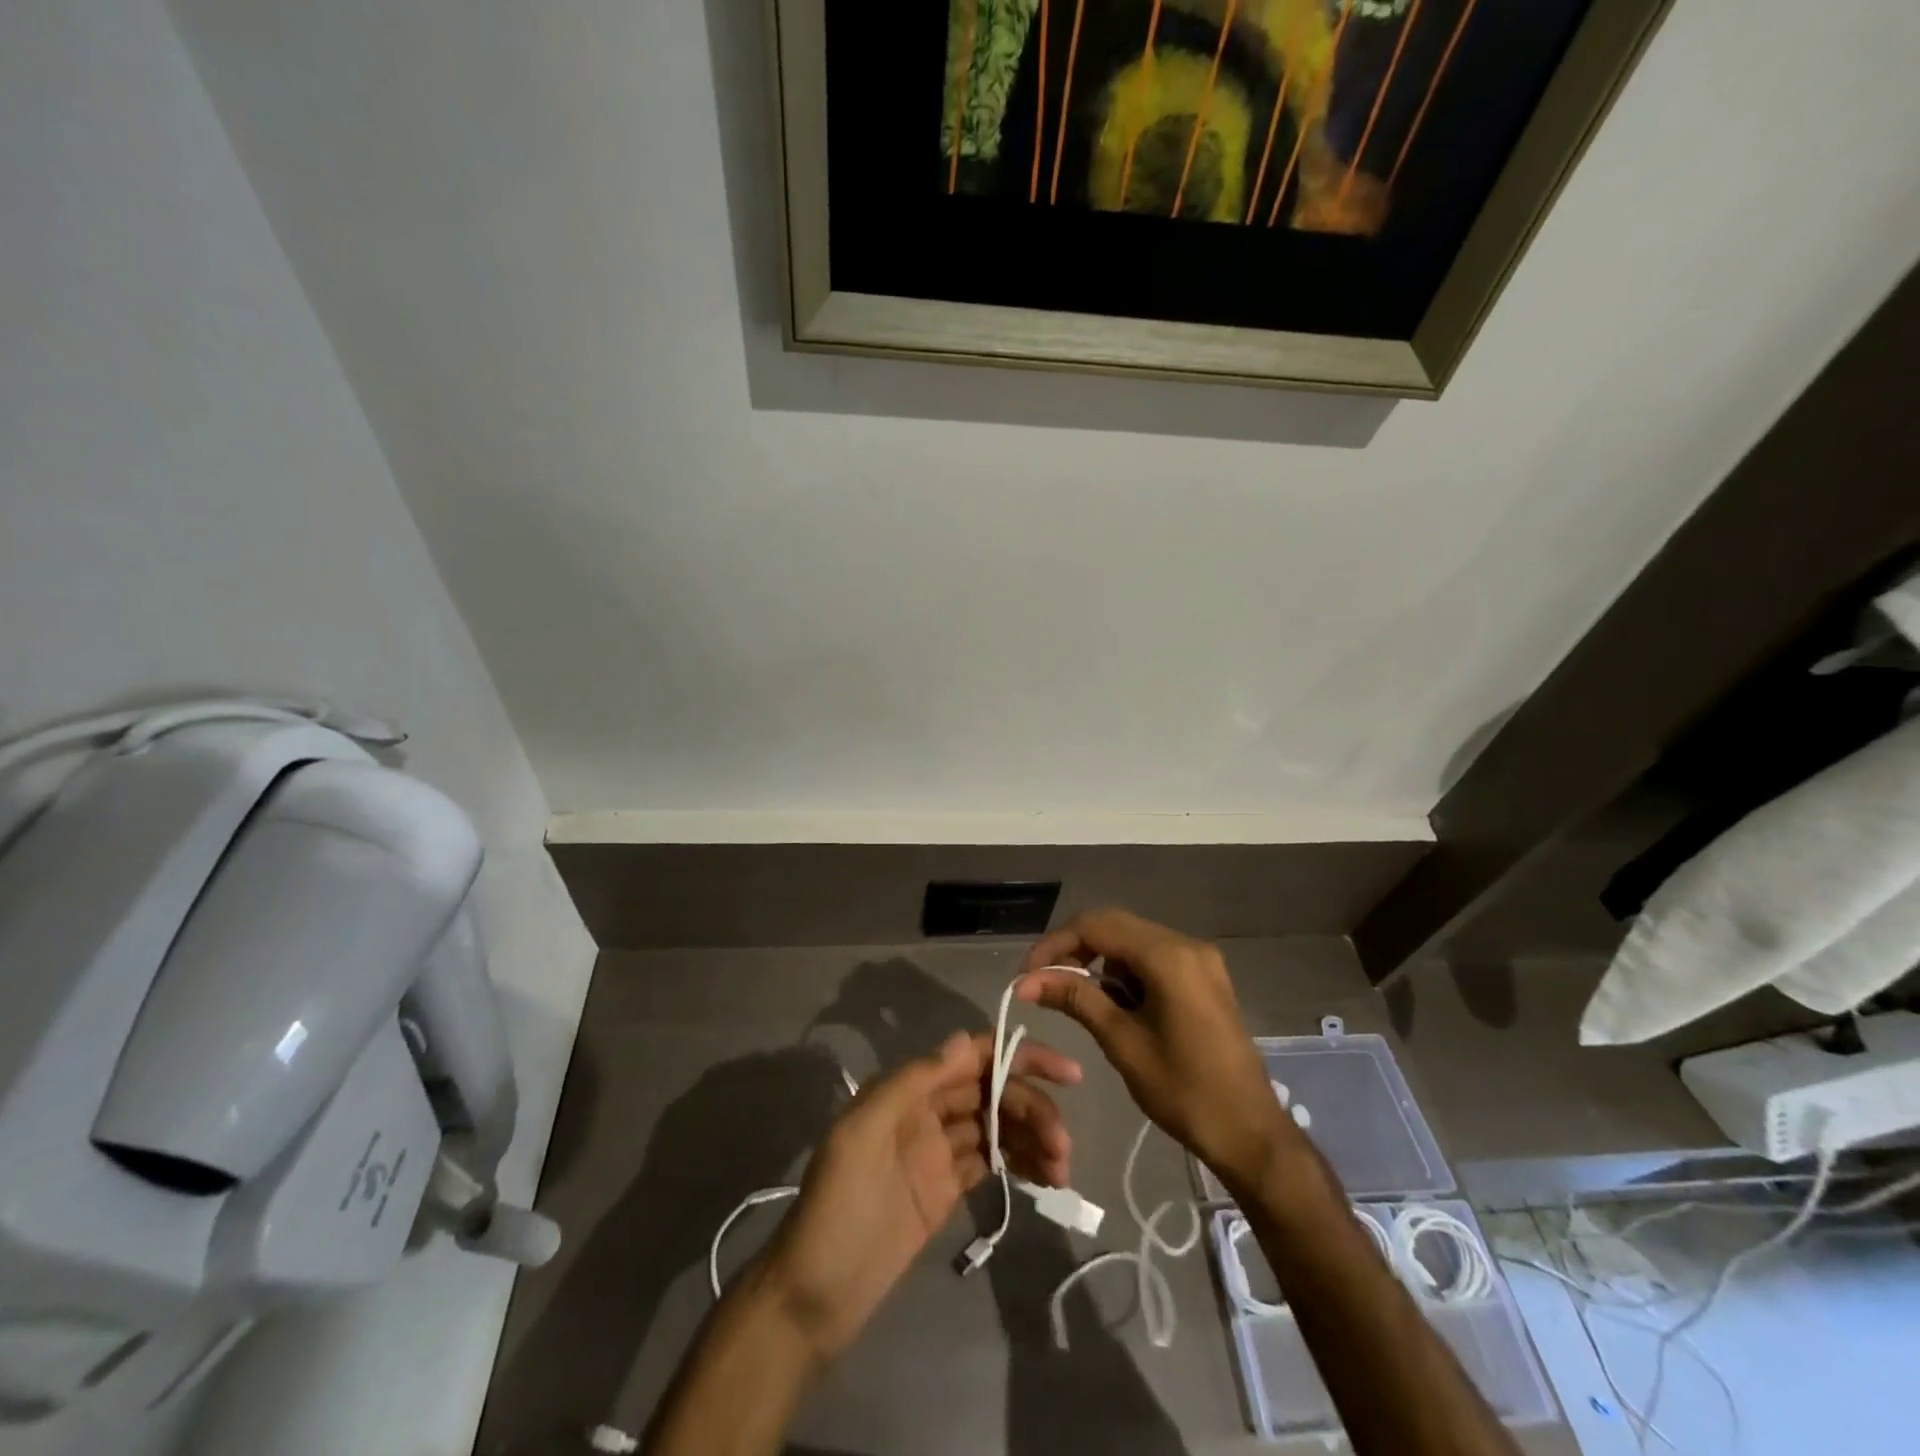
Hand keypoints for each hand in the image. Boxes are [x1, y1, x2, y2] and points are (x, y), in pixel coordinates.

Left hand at [760, 1030, 1078, 1360]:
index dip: (1017, 1056)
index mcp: (907, 1090)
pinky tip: (1045, 1177)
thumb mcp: (863, 1134)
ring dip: (1032, 1137)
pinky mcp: (947, 1190)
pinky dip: (1020, 1163)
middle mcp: (926, 1111)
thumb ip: (913, 1083)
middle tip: (1063, 1143)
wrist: (814, 1295)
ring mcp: (938, 1151)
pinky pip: (991, 1162)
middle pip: (991, 1092)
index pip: (971, 1057)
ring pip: (997, 1127)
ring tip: (1061, 1167)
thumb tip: (965, 1040)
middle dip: (1032, 1107)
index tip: (1064, 1073)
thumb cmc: (836, 1206)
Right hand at [1018, 908, 1292, 1192]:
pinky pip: (1154, 958)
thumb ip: (1075, 999)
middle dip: (1075, 950)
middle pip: (1115, 926)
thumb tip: (1026, 981)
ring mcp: (1200, 959)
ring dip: (1101, 962)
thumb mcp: (1122, 1043)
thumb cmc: (1184, 1092)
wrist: (1251, 1133)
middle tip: (1045, 982)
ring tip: (1080, 999)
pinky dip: (1127, 972)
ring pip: (1133, 940)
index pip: (1096, 926)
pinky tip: (1117, 1004)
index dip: (1056, 944)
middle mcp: (1186, 944)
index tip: (1028, 974)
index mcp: (1168, 957)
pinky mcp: (1204, 977)